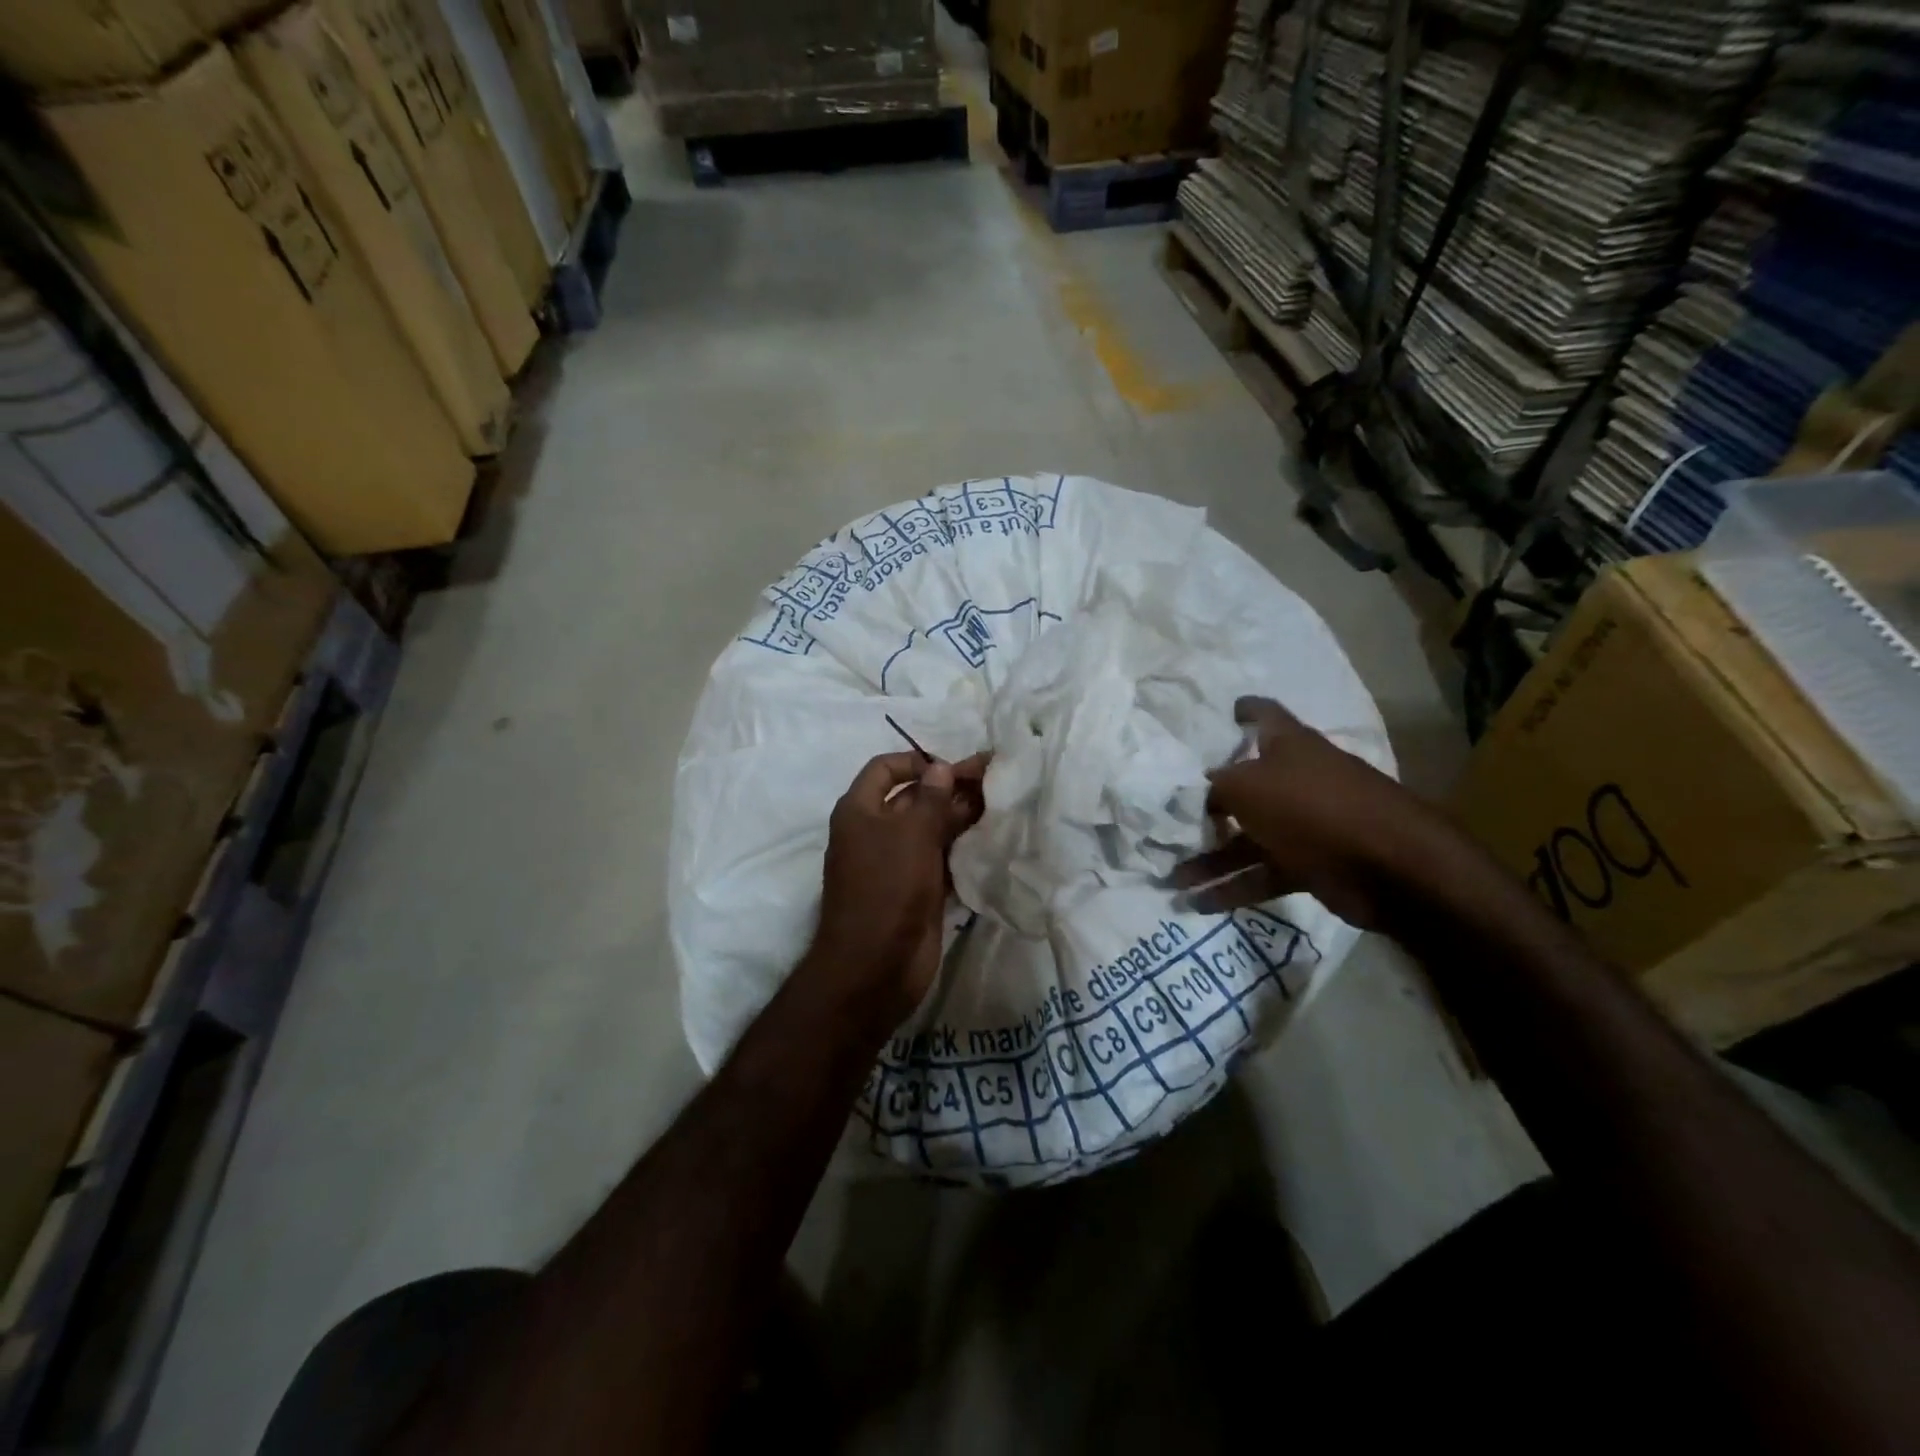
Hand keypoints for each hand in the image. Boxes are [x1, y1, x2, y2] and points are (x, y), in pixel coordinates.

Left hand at [805, 750, 988, 1031]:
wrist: (875, 967)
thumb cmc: (887, 888)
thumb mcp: (910, 834)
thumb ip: (930, 798)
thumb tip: (941, 768)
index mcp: (860, 810)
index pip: (885, 769)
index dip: (917, 761)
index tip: (953, 766)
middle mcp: (876, 831)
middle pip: (914, 797)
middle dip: (950, 787)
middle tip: (995, 779)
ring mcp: (897, 862)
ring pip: (931, 828)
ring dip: (961, 816)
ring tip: (1002, 803)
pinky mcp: (917, 889)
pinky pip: (942, 858)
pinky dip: (963, 847)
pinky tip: (993, 838)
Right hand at [1172, 696, 1460, 931]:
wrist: (1388, 865)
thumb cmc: (1311, 806)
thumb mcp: (1246, 786)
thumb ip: (1216, 786)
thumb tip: (1202, 791)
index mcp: (1288, 747)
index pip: (1263, 716)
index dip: (1242, 710)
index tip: (1221, 712)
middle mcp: (1295, 781)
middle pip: (1244, 787)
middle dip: (1206, 805)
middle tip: (1166, 818)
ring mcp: (1304, 825)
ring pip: (1246, 839)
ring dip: (1209, 860)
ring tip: (1170, 879)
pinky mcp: (1309, 865)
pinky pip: (1261, 874)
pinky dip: (1232, 888)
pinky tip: (1197, 904)